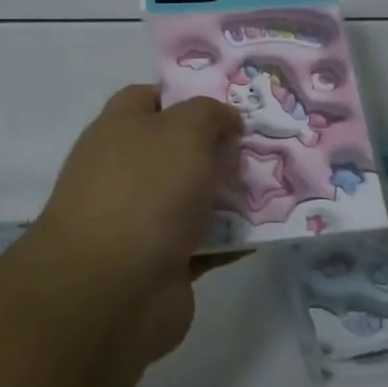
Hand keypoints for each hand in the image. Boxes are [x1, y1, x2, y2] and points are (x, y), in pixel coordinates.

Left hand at [33, 85, 242, 358]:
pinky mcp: (161, 263)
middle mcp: (126, 171)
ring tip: (275, 186)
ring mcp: (141, 219)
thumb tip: (226, 120)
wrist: (111, 291)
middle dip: (220, 147)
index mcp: (119, 130)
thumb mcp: (184, 130)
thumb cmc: (146, 191)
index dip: (188, 95)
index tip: (231, 103)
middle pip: (179, 150)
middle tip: (265, 144)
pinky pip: (204, 242)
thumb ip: (210, 114)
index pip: (151, 98)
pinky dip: (231, 239)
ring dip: (231, 195)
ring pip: (194, 197)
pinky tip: (265, 231)